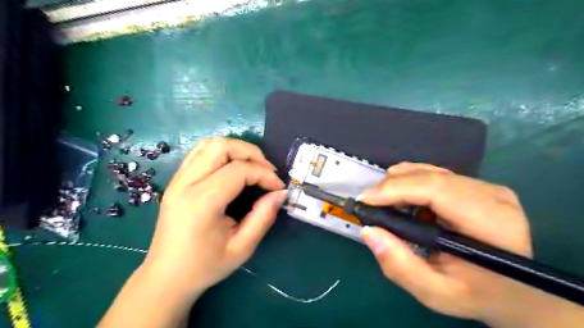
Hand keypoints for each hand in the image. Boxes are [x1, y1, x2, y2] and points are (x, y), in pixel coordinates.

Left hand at [142, 138, 285, 297]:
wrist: (166, 277)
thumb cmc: (205, 266)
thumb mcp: (242, 247)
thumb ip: (264, 217)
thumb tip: (281, 193)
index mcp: (201, 202)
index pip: (238, 171)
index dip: (264, 174)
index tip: (278, 187)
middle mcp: (185, 183)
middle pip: (221, 146)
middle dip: (251, 153)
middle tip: (267, 171)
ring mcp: (177, 179)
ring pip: (210, 143)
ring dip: (237, 149)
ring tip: (253, 167)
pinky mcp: (177, 180)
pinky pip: (201, 151)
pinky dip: (223, 152)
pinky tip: (234, 168)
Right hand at [359, 161, 532, 322]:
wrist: (516, 292)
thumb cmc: (476, 295)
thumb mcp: (435, 293)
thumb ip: (400, 266)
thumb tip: (368, 230)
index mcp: (492, 224)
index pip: (437, 190)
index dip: (397, 189)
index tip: (366, 200)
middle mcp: (493, 196)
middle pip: (431, 177)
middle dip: (392, 186)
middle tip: (370, 203)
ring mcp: (488, 187)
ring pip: (431, 172)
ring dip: (400, 183)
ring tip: (384, 202)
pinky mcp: (479, 185)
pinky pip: (436, 174)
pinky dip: (412, 181)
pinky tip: (403, 197)